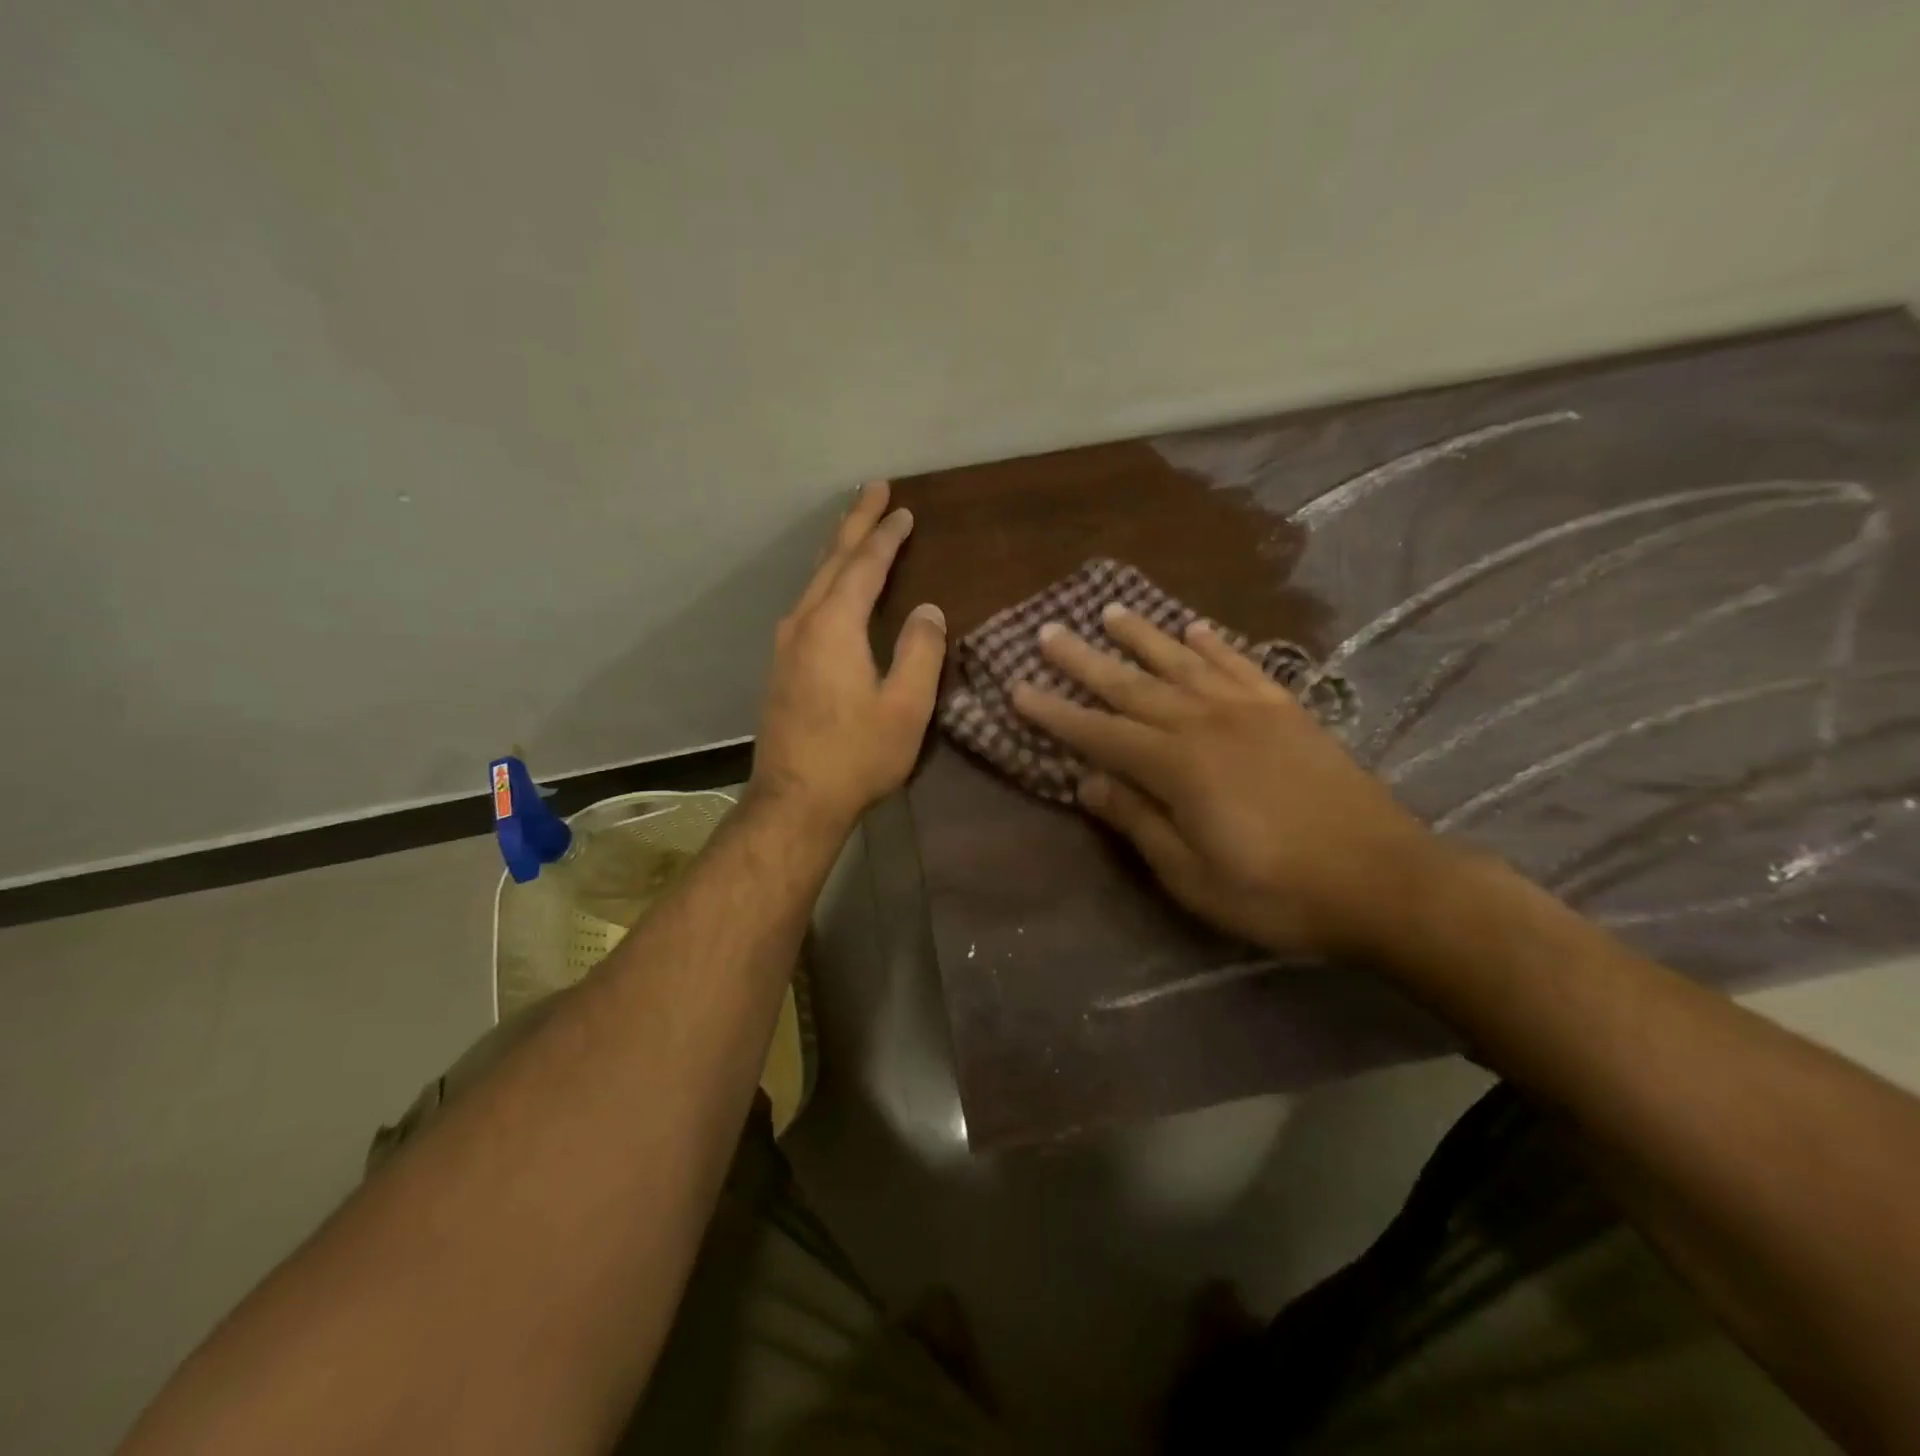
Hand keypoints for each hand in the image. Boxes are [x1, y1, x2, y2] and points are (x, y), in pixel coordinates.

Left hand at [749, 481, 946, 831]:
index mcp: (834, 626)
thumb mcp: (905, 706)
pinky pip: (806, 604)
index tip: (904, 509)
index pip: (864, 566)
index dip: (886, 536)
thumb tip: (929, 610)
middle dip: (854, 523)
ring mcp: (785, 645)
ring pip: (813, 581)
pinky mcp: (780, 666)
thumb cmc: (856, 755)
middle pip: (831, 561)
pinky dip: (826, 581)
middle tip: (873, 490)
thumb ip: (921, 651)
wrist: (794, 801)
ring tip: (855, 529)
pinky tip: (831, 588)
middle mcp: (802, 624)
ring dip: (837, 550)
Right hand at [1011, 607, 1442, 956]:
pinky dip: (1213, 644)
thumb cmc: (1277, 892)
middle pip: (1133, 685)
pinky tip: (1194, 628)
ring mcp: (1250, 710)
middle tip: (1049, 633)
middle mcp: (1206, 723)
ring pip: (1182, 662)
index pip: (1099, 733)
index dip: (1055, 714)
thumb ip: (1138, 822)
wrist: (1384, 881)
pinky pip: (1240, 665)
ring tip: (1109, 611)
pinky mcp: (1287, 711)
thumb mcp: (1192, 876)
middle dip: (1085, 660)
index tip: (1018, 689)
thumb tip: (1087, 782)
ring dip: (1143, 636)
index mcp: (1177, 766)